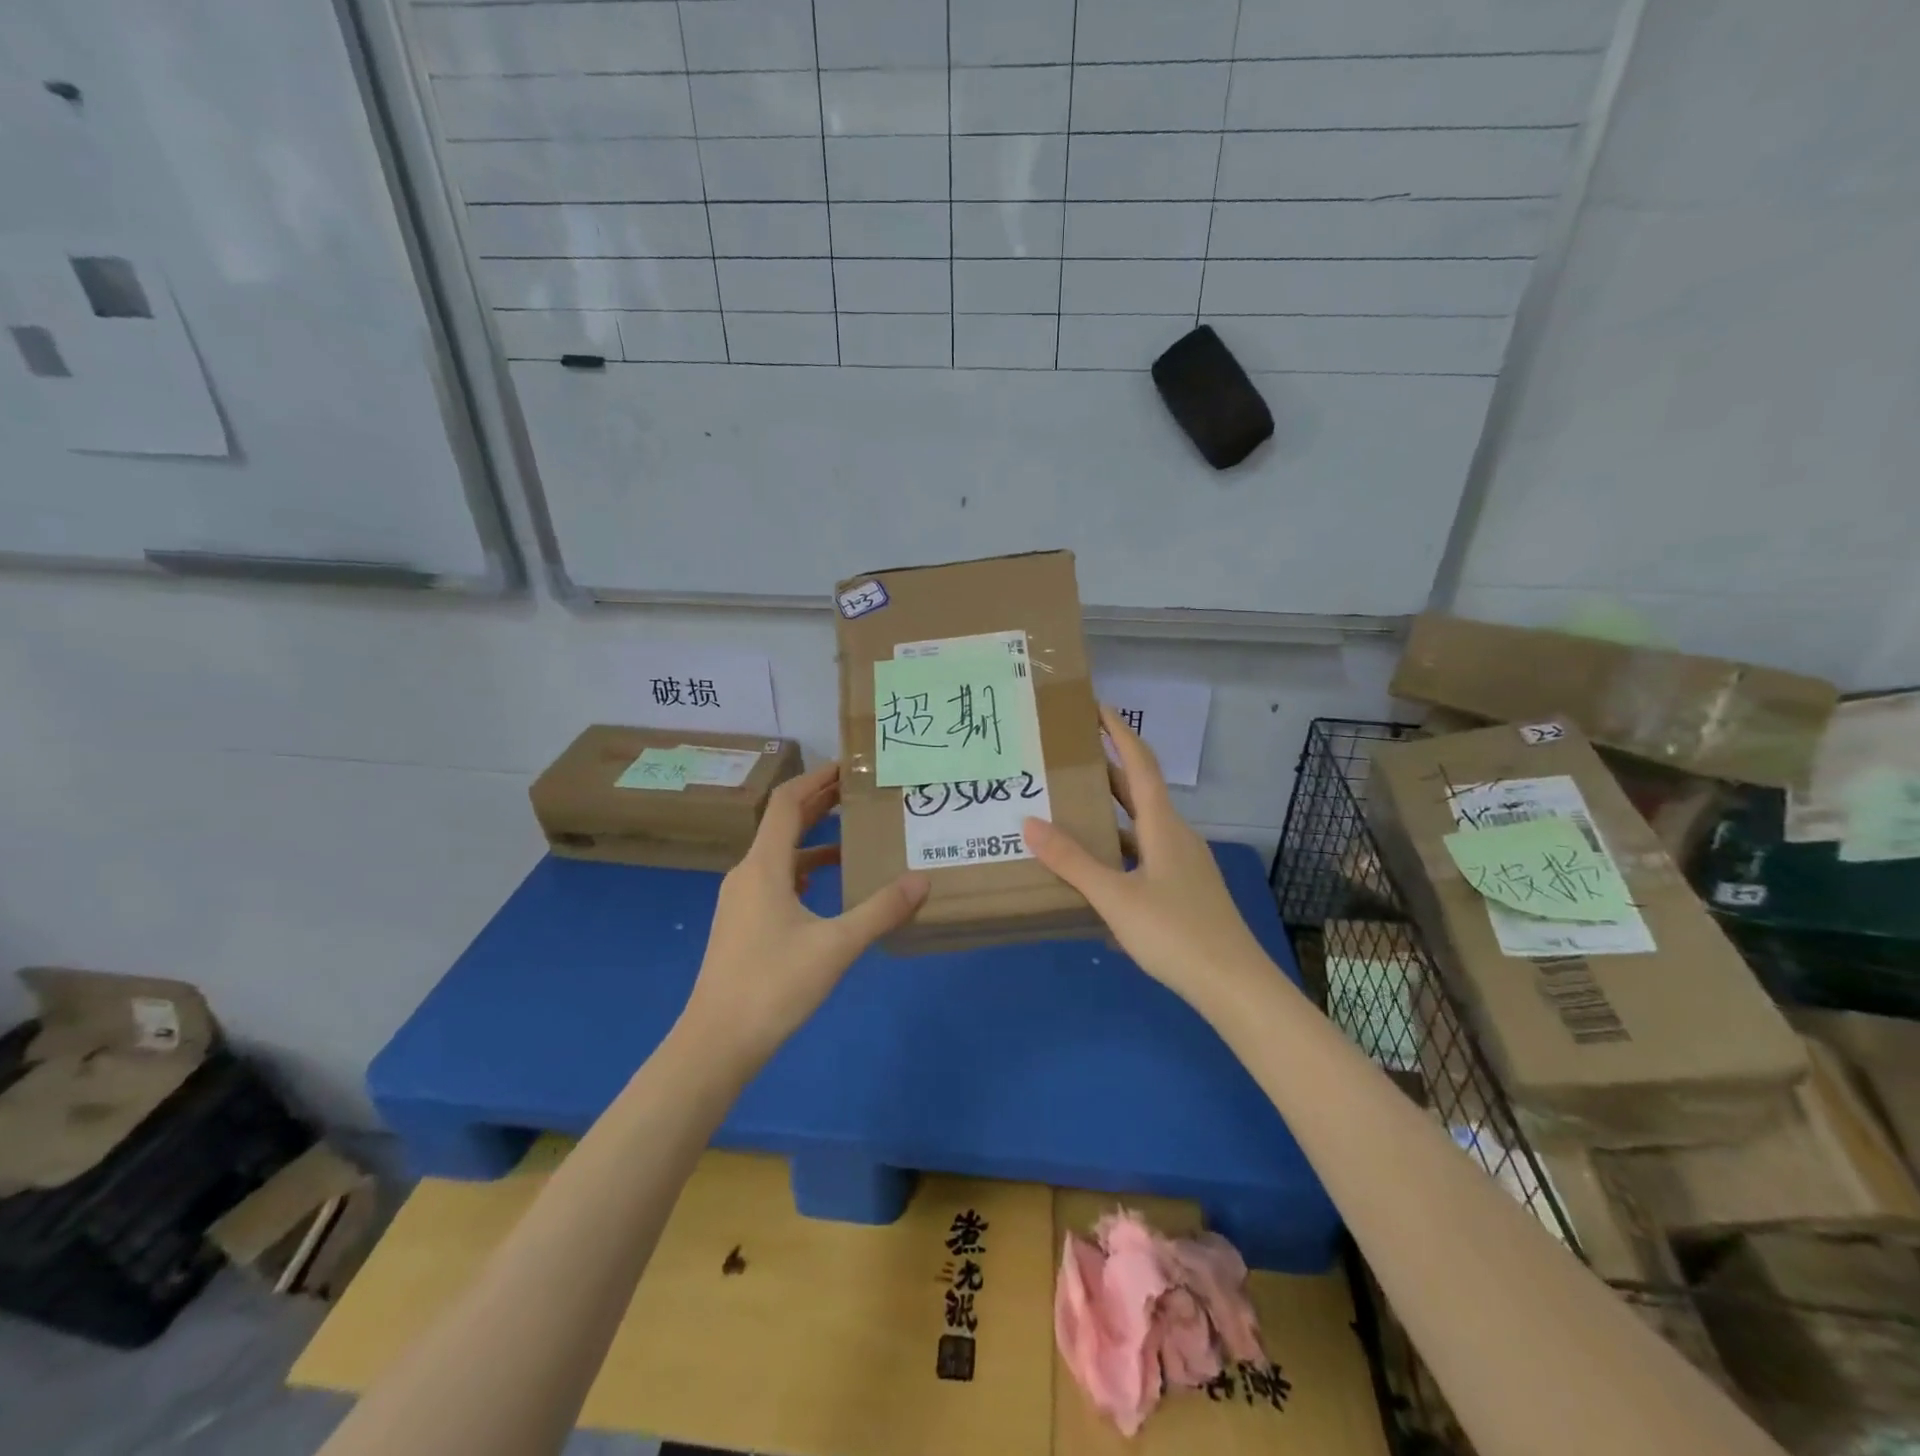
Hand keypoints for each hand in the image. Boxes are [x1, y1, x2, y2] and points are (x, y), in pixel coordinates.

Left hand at [683, 763, 929, 1062]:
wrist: (717, 1042)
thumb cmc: (774, 985)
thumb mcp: (836, 946)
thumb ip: (880, 911)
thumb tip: (921, 880)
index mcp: (764, 866)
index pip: (786, 803)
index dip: (816, 779)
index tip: (848, 766)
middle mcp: (747, 873)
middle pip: (783, 823)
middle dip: (819, 803)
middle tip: (859, 790)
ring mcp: (741, 899)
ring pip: (780, 853)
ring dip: (813, 837)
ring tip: (852, 833)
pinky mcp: (743, 922)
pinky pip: (776, 878)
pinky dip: (803, 868)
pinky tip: (826, 883)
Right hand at [1023, 707, 1269, 1008]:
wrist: (1234, 986)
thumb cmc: (1175, 933)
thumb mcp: (1116, 898)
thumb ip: (1073, 862)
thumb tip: (1030, 823)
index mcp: (1163, 827)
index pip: (1141, 764)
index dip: (1120, 733)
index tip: (1097, 708)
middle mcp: (1176, 837)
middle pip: (1140, 793)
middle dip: (1108, 771)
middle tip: (1069, 758)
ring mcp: (1183, 865)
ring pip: (1141, 828)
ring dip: (1110, 815)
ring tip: (1071, 811)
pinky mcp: (1184, 891)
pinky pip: (1145, 857)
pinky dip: (1119, 852)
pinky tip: (1096, 874)